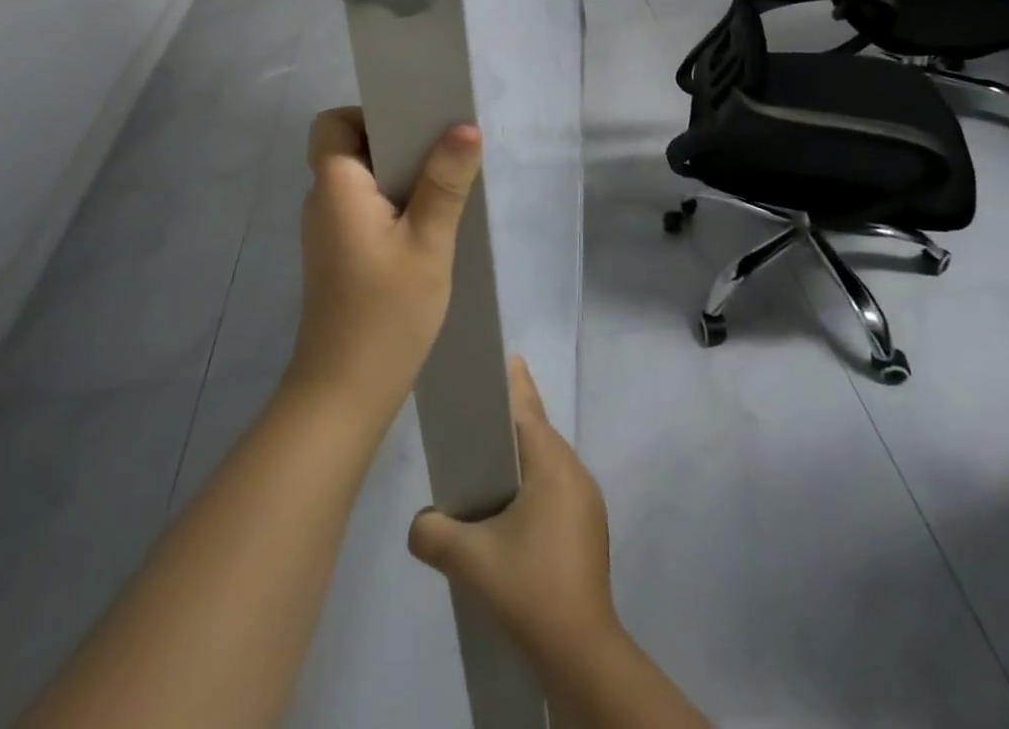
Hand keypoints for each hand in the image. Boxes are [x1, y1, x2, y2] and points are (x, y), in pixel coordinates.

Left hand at [285, 108, 483, 415]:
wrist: (345, 393)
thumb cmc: (386, 312)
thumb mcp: (428, 243)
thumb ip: (445, 183)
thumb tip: (465, 126)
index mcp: (336, 186)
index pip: (333, 123)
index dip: (369, 115)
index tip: (415, 128)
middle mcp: (324, 200)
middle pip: (351, 147)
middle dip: (397, 142)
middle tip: (444, 153)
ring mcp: (330, 230)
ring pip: (362, 179)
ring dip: (400, 176)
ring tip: (446, 186)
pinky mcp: (340, 254)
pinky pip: (366, 208)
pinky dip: (394, 204)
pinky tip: (430, 225)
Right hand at [407, 357, 618, 663]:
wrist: (582, 652)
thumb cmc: (530, 587)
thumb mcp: (469, 560)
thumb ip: (433, 532)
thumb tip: (419, 523)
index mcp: (552, 464)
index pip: (528, 409)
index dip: (513, 383)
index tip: (503, 357)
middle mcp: (575, 472)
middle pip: (538, 431)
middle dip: (512, 418)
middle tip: (480, 410)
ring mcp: (587, 502)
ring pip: (548, 461)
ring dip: (522, 455)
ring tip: (489, 460)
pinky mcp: (588, 528)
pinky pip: (556, 486)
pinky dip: (533, 482)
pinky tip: (510, 508)